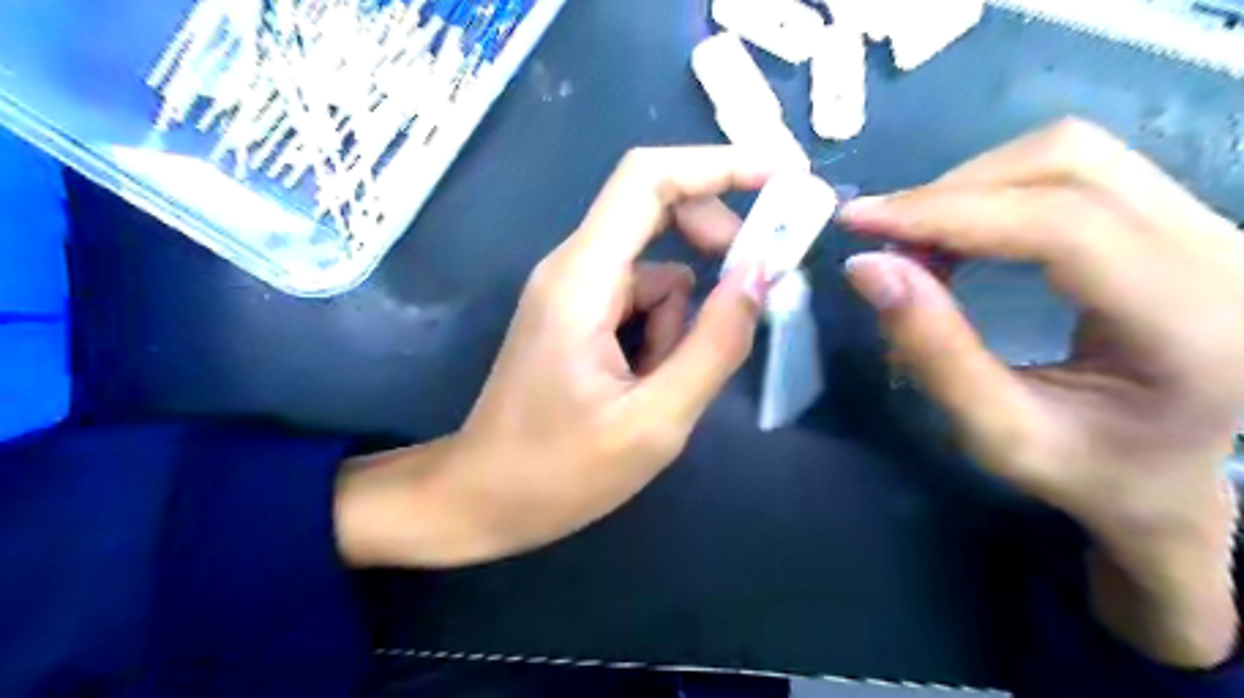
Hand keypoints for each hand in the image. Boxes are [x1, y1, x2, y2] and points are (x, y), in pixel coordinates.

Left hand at [336, 145, 774, 565]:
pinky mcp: (576, 315)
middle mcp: (572, 267)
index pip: (649, 179)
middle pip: (656, 209)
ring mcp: (572, 291)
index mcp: (582, 279)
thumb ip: (714, 344)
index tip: (784, 176)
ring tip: (662, 387)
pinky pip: (638, 300)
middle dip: (715, 241)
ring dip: (682, 319)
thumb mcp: (655, 421)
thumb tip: (762, 273)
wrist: (482, 499)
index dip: (719, 164)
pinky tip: (644, 386)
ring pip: (656, 270)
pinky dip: (661, 334)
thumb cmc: (560, 472)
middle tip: (755, 289)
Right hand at [841, 118, 1237, 664]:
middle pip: (1066, 161)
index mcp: (1192, 320)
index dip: (943, 210)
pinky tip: (959, 235)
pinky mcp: (1180, 222)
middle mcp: (1219, 250)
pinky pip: (1074, 173)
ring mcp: (1210, 225)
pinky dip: (997, 190)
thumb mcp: (1001, 438)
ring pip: (1073, 153)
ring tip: (912, 239)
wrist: (1199, 497)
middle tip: (877, 236)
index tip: (855, 225)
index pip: (1053, 221)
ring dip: (973, 186)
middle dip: (951, 190)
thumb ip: (931, 353)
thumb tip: (867, 269)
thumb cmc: (1097, 485)